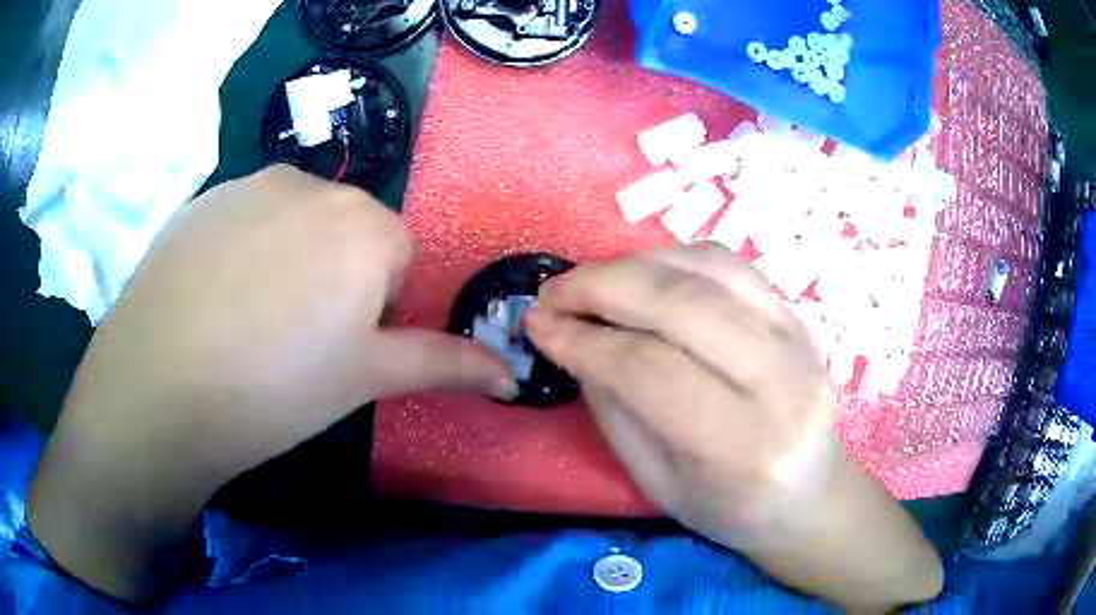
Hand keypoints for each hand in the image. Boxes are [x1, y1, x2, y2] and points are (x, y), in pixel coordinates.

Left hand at [30, 166, 515, 600]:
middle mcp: (313, 185)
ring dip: (289, 259)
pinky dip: (243, 249)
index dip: (378, 306)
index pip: (398, 256)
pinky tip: (215, 297)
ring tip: (250, 319)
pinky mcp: (205, 197)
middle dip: (338, 277)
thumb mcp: (365, 378)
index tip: (341, 347)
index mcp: (364, 226)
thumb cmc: (275, 387)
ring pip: (295, 220)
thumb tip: (510, 375)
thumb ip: (443, 366)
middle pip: (348, 231)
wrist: (162, 385)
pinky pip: (245, 217)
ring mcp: (251, 183)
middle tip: (297, 339)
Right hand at [525, 243, 941, 608]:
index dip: (584, 341)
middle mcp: (781, 382)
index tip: (537, 325)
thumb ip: (615, 408)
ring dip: (635, 265)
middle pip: (682, 304)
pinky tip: (645, 275)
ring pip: (708, 269)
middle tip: (554, 292)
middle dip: (603, 287)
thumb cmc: (731, 508)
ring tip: (592, 282)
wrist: (810, 495)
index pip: (650, 371)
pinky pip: (731, 264)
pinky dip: (676, 258)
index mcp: (744, 446)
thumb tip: (573, 338)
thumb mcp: (658, 483)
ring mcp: (799, 338)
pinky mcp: (798, 315)